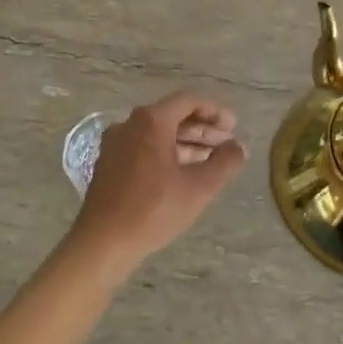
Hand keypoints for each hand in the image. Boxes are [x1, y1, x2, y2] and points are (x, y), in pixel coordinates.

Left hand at [65, 92, 245, 272]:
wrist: (103, 242)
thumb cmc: (154, 210)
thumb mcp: (199, 187)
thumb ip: (224, 162)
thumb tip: (239, 147)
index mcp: (150, 121)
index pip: (188, 101)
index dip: (214, 112)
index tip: (233, 128)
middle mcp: (129, 124)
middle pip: (172, 116)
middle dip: (202, 130)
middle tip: (227, 145)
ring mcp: (116, 144)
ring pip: (158, 134)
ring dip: (186, 143)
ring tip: (212, 160)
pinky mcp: (109, 163)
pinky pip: (144, 147)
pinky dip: (167, 153)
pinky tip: (184, 173)